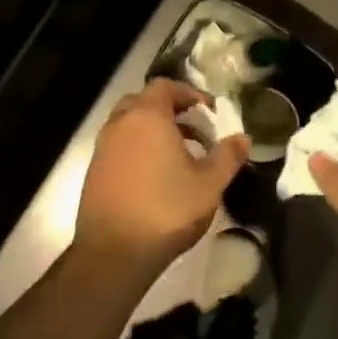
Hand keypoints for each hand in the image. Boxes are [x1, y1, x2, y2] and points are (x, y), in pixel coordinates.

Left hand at [74, 79, 249, 274]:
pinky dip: (137, 149)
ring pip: (129, 124)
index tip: (209, 111)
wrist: (114, 252)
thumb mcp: (209, 184)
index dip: (188, 93)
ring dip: (153, 131)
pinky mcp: (94, 171)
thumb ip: (228, 156)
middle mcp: (120, 124)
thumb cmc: (167, 210)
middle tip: (195, 130)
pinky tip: (156, 177)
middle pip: (144, 101)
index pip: (165, 86)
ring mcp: (103, 148)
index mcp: (147, 117)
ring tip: (180, 156)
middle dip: (170, 110)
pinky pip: (119, 147)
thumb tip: (244, 137)